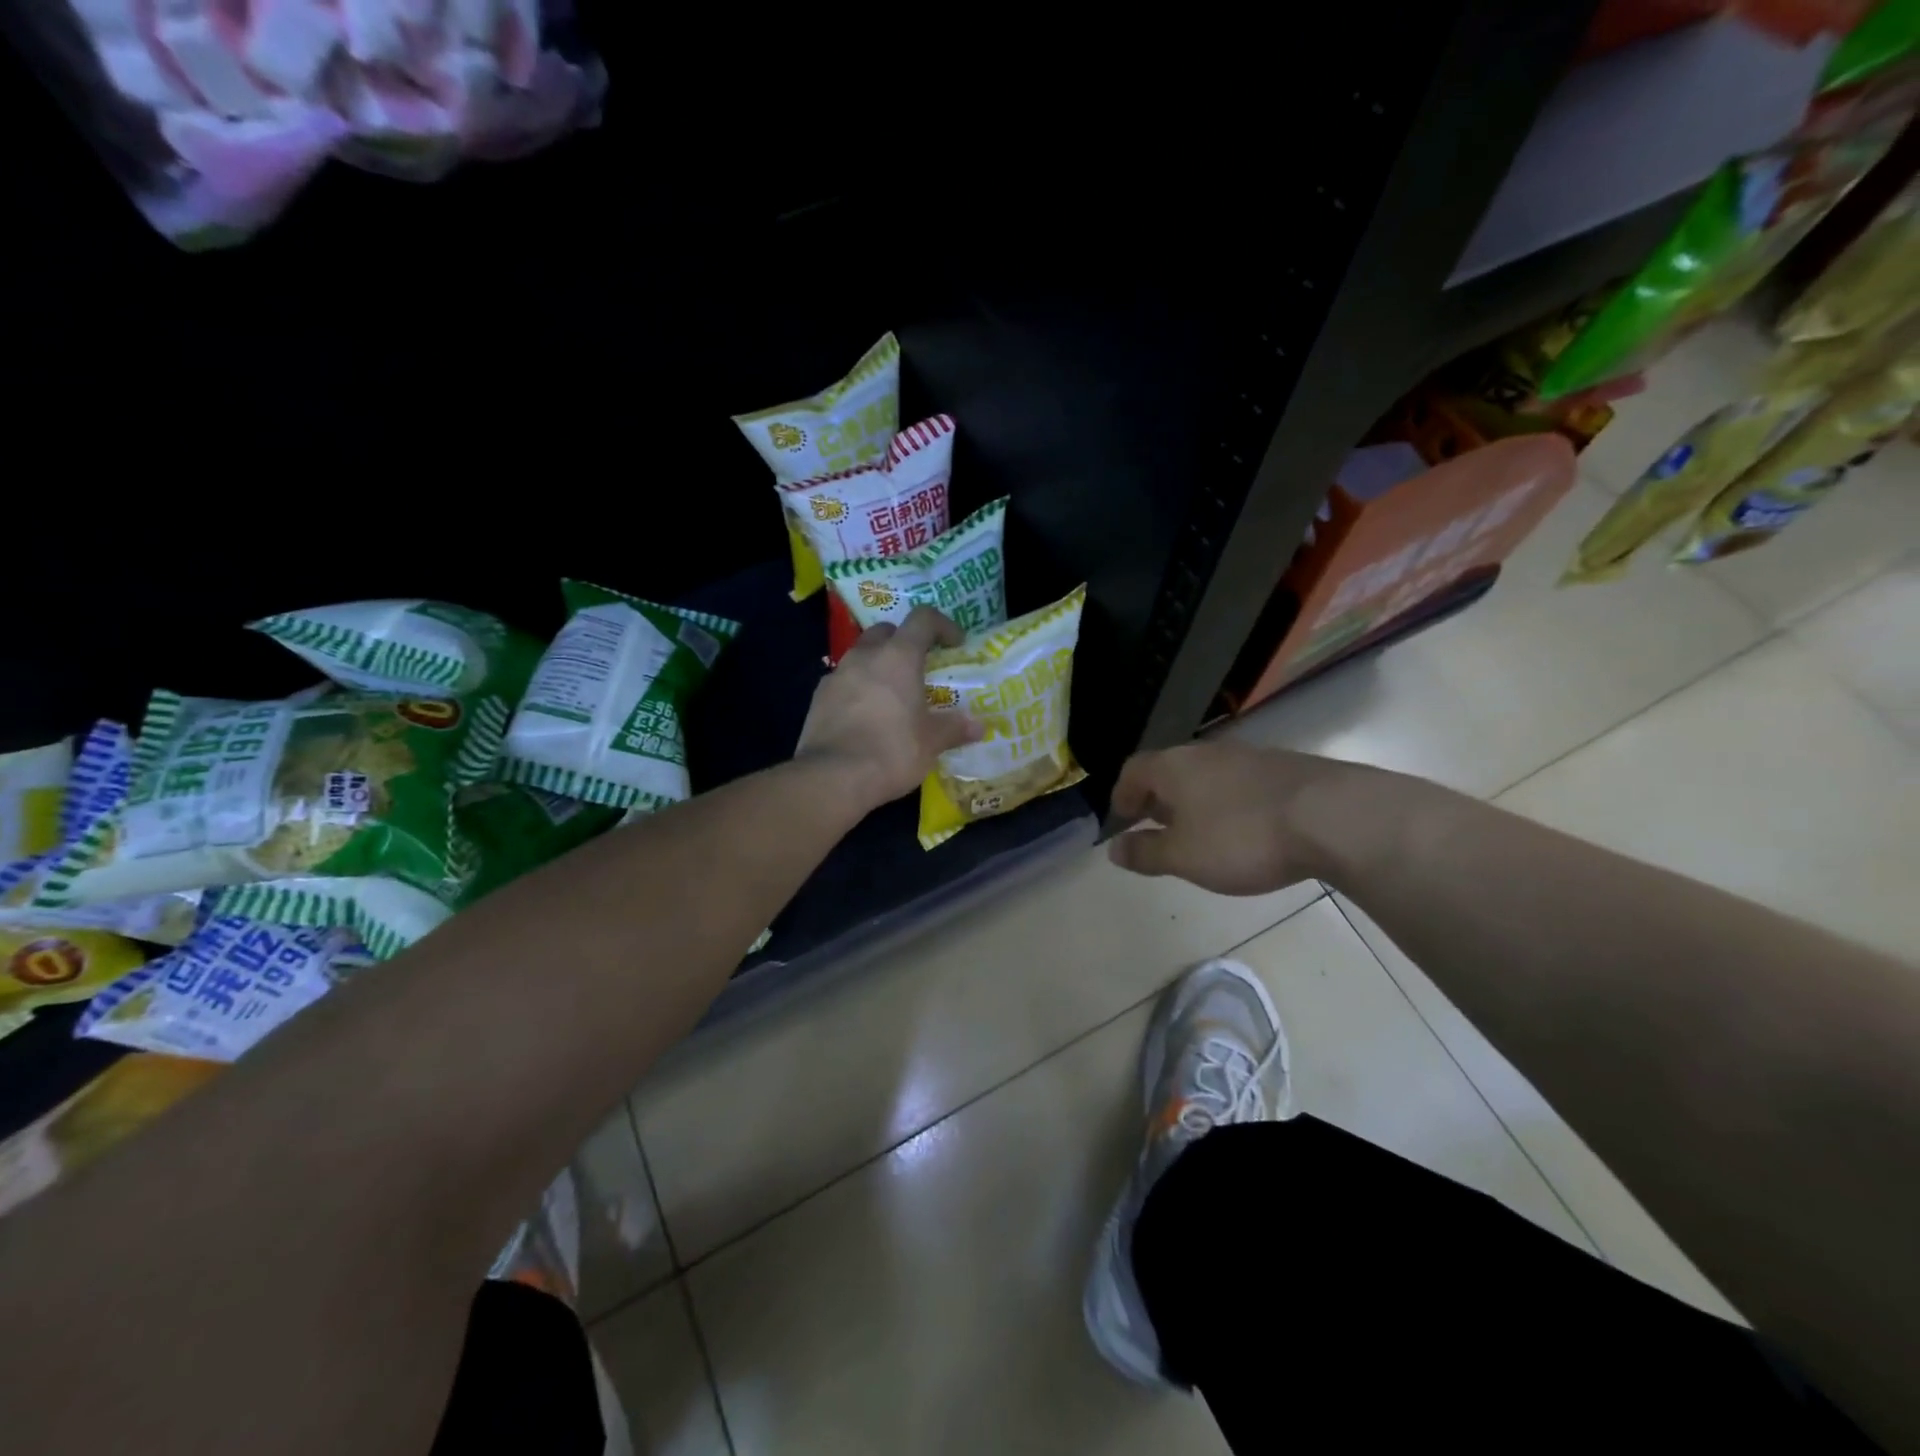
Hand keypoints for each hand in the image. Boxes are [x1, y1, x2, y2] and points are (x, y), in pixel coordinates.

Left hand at [796, 608, 980, 811]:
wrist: (833, 777)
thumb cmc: (892, 751)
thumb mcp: (931, 743)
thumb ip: (954, 729)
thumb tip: (978, 727)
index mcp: (898, 657)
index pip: (923, 619)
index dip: (943, 625)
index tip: (955, 644)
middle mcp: (865, 656)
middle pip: (887, 632)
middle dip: (905, 642)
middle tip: (919, 668)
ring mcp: (837, 675)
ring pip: (861, 656)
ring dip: (879, 666)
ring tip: (893, 695)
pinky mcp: (818, 698)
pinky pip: (844, 682)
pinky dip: (858, 689)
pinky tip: (866, 716)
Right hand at [1107, 742, 1357, 894]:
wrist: (1332, 816)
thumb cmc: (1242, 837)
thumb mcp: (1184, 856)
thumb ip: (1145, 853)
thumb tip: (1114, 849)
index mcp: (1173, 767)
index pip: (1133, 770)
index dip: (1123, 796)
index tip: (1122, 820)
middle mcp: (1205, 753)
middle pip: (1169, 769)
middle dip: (1158, 798)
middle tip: (1157, 828)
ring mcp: (1248, 756)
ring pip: (1206, 775)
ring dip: (1195, 800)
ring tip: (1200, 832)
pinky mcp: (1282, 768)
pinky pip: (1239, 783)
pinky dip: (1228, 802)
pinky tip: (1244, 828)